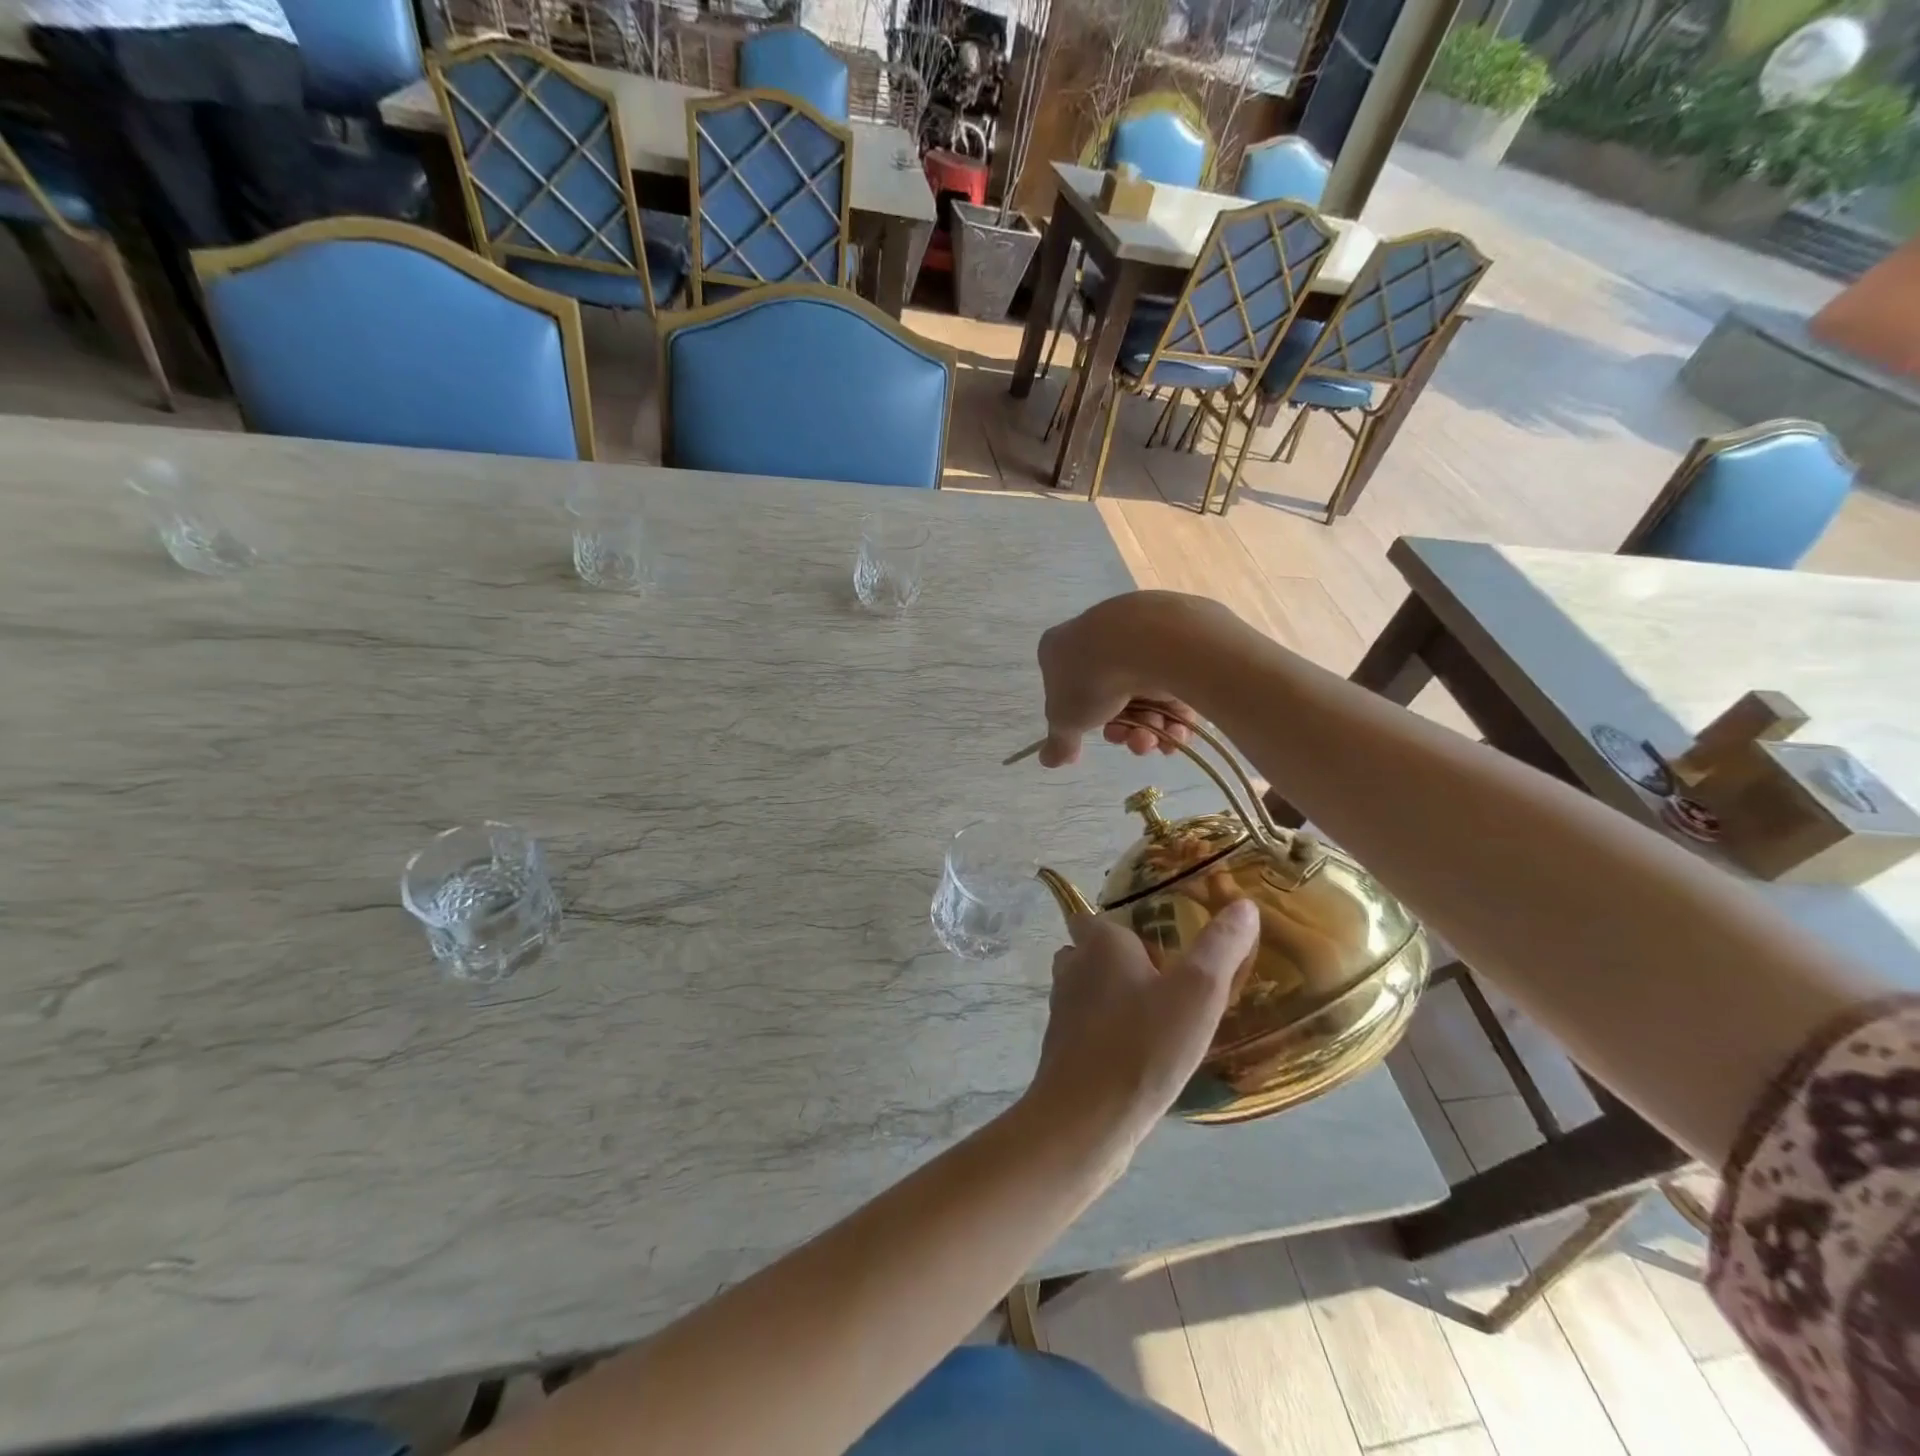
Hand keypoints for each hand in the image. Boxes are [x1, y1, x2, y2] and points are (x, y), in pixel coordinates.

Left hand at [1023, 902, 1261, 1165]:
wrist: (1086, 1118)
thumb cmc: (1143, 1044)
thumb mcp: (1197, 992)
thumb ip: (1220, 947)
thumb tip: (1243, 905)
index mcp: (1099, 943)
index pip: (1093, 915)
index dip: (1118, 921)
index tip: (1152, 933)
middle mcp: (1073, 968)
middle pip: (1090, 951)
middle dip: (1118, 958)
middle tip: (1165, 974)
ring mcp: (1062, 1010)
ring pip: (1087, 989)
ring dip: (1114, 995)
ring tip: (1158, 1012)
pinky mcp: (1063, 1049)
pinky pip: (1088, 1027)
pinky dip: (1108, 1030)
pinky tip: (1141, 1052)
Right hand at [1035, 593, 1220, 766]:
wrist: (1146, 641)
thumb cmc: (1090, 678)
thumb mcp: (1065, 719)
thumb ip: (1059, 741)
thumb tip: (1048, 760)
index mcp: (1062, 648)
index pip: (1067, 687)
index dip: (1081, 719)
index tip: (1094, 735)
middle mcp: (1099, 639)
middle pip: (1109, 697)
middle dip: (1123, 730)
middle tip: (1133, 743)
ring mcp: (1138, 639)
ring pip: (1143, 696)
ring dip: (1149, 729)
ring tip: (1155, 741)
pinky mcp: (1175, 644)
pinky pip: (1173, 687)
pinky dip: (1175, 715)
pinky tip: (1177, 734)